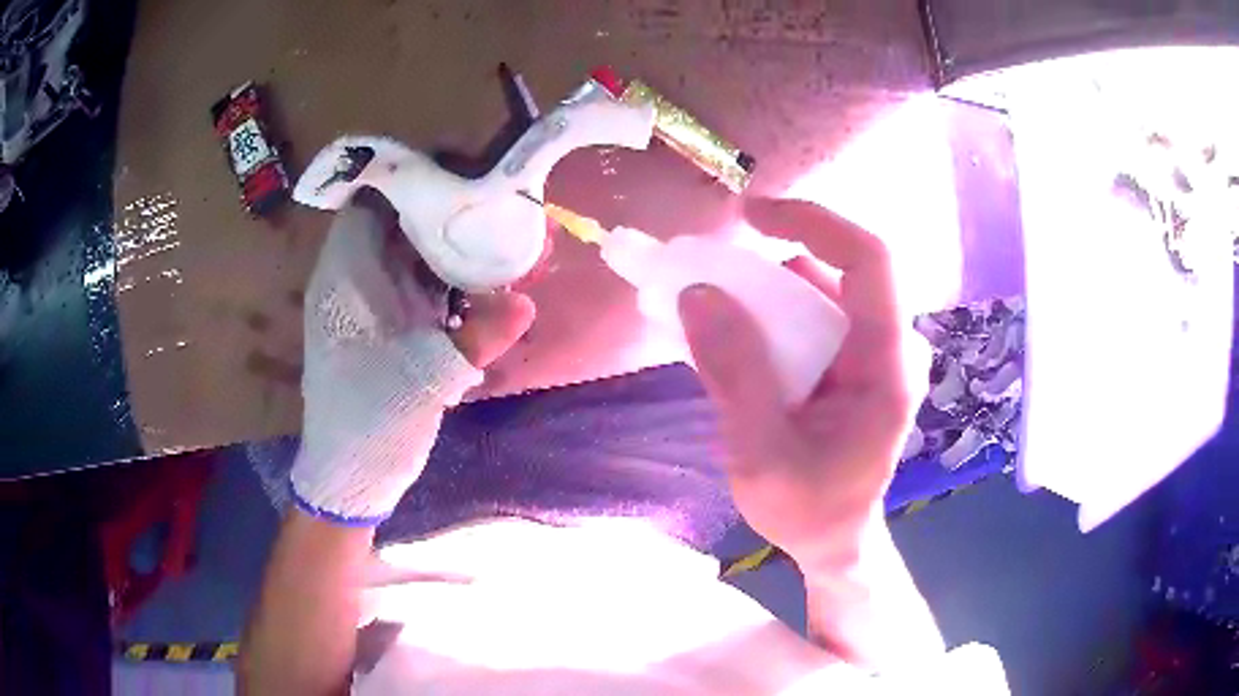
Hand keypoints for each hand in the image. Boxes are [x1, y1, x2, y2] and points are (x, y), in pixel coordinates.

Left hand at [291, 199, 533, 523]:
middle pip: (392, 225)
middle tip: (487, 195)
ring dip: (443, 246)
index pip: (368, 204)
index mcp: (344, 280)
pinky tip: (478, 282)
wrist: (351, 476)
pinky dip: (443, 281)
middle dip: (436, 209)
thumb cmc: (370, 421)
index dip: (407, 179)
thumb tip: (525, 303)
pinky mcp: (384, 329)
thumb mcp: (425, 379)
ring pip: (405, 256)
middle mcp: (352, 283)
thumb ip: (477, 337)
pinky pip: (414, 287)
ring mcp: (368, 306)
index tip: (455, 168)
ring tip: (490, 228)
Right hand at [679, 198, 928, 571]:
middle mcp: (893, 346)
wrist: (836, 540)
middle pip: (834, 271)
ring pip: (819, 289)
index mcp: (889, 367)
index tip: (748, 215)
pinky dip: (770, 313)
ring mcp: (876, 351)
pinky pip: (813, 313)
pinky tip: (735, 336)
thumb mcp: (761, 457)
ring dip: (764, 290)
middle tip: (704, 276)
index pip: (869, 260)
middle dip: (768, 263)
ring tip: (710, 310)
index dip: (812, 220)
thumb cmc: (808, 511)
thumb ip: (735, 376)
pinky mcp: (857, 360)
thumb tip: (698, 294)